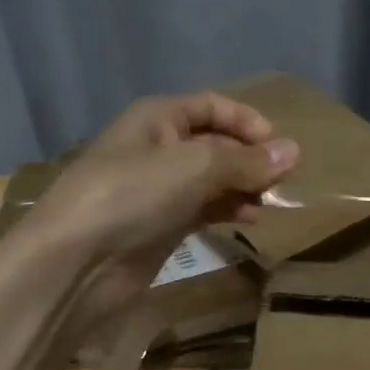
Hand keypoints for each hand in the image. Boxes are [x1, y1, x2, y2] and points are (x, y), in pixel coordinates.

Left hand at [21, 91, 298, 325]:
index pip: (212, 106)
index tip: (279, 146)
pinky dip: (230, 210)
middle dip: (251, 158)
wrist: (75, 264)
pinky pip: (205, 208)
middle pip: (216, 143)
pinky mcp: (161, 224)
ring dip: (245, 186)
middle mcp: (158, 148)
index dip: (247, 120)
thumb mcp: (196, 166)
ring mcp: (158, 189)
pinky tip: (252, 220)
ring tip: (273, 202)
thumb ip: (247, 160)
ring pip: (213, 178)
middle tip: (284, 180)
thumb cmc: (132, 196)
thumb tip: (295, 152)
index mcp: (157, 119)